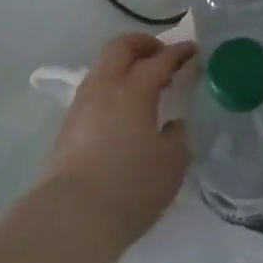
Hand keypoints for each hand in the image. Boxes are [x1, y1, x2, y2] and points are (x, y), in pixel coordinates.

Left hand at [42, 33, 194, 250]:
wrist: (71, 218)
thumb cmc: (130, 186)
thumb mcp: (172, 162)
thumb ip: (178, 135)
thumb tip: (173, 124)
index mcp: (134, 90)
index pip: (161, 60)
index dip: (180, 52)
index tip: (195, 51)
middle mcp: (104, 88)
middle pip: (120, 47)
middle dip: (143, 44)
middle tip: (163, 55)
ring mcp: (81, 106)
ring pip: (102, 68)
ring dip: (124, 65)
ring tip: (143, 83)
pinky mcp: (67, 128)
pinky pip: (93, 92)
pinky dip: (111, 88)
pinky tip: (122, 111)